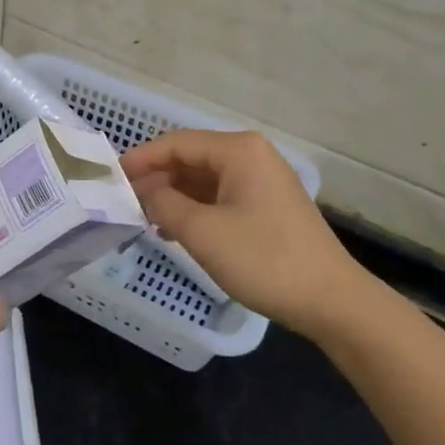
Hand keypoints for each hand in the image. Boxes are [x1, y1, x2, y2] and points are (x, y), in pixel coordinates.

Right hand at [123, 130, 368, 339]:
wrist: (332, 301)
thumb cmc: (264, 259)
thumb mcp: (203, 232)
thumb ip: (164, 204)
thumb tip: (143, 191)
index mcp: (238, 150)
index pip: (177, 143)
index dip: (141, 159)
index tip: (112, 178)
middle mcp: (252, 155)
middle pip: (191, 158)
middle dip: (157, 178)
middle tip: (125, 202)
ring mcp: (263, 180)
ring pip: (205, 178)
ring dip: (174, 196)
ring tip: (146, 218)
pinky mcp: (269, 205)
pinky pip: (221, 195)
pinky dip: (196, 208)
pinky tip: (176, 230)